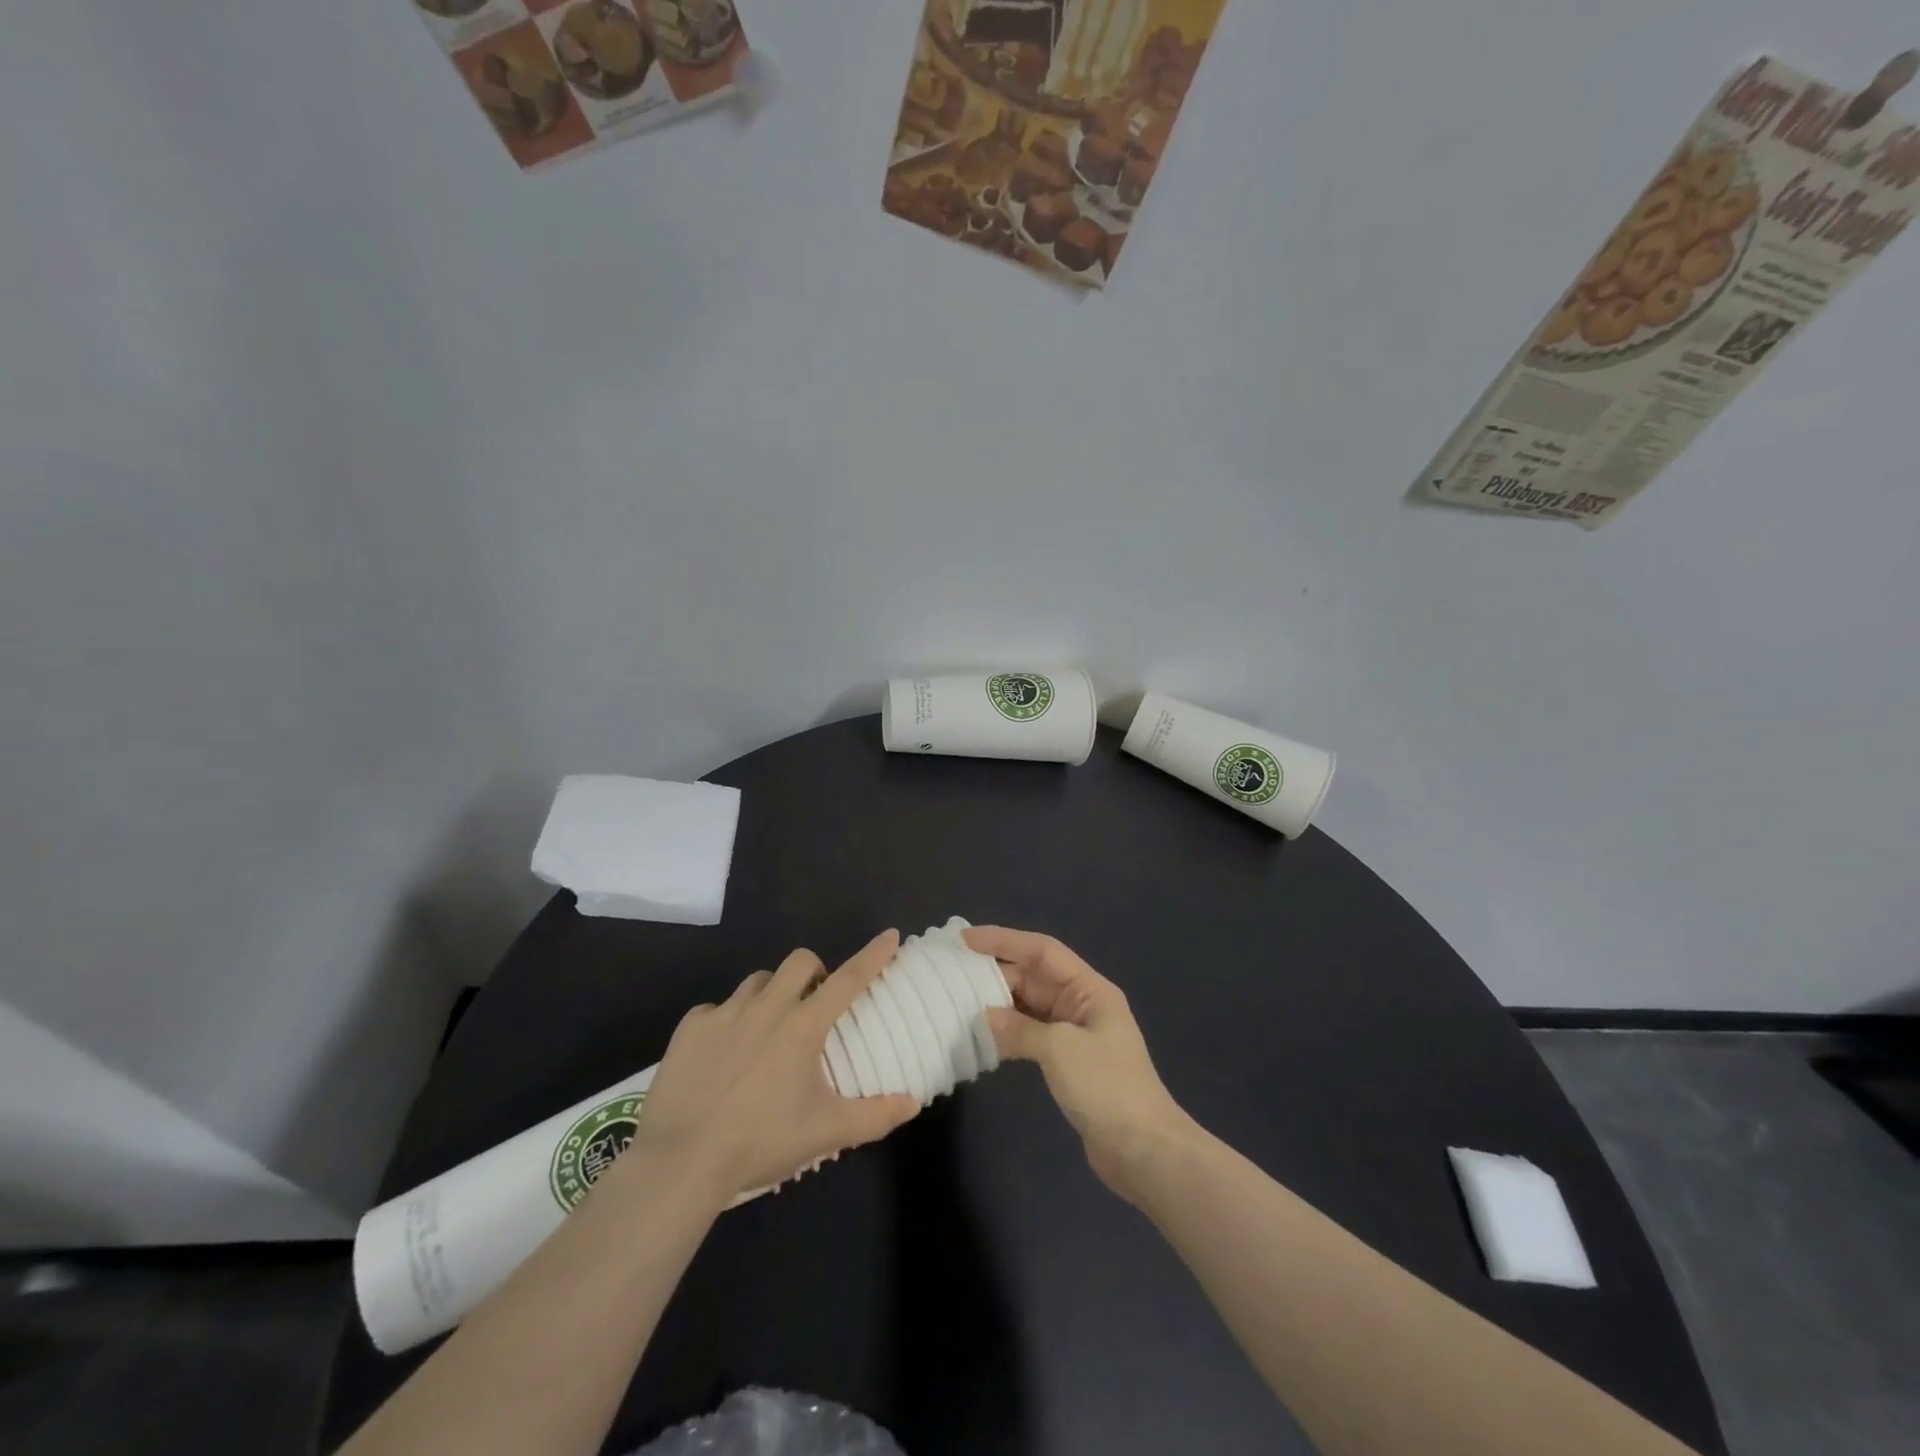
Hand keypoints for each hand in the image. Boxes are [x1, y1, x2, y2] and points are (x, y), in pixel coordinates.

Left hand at [623, 930, 920, 1203]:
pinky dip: (728, 1021)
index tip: (890, 935)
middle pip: (799, 961)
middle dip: (814, 972)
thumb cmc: (761, 1142)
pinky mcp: (691, 1027)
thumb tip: (912, 1102)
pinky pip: (717, 1009)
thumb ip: (874, 1116)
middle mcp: (767, 1007)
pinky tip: (723, 1054)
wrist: (681, 1162)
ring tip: (767, 1030)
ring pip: (758, 981)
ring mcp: (725, 1013)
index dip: (873, 955)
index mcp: (803, 1026)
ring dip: (772, 994)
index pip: (848, 979)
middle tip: (814, 1003)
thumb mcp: (825, 1133)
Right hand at [964, 926, 1191, 1200]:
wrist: (1143, 1151)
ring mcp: (1076, 1035)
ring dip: (1000, 1003)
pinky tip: (984, 1038)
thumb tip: (986, 1016)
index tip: (966, 939)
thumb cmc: (1106, 1087)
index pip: (1042, 950)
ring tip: (961, 1001)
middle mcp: (1082, 1005)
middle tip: (955, 974)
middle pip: (1035, 976)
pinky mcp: (1069, 1064)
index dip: (1004, 940)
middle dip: (998, 972)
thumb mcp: (1060, 1049)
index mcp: (1090, 989)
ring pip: (1031, 1006)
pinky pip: (1032, 1034)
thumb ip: (1020, 1028)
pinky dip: (1009, 1033)